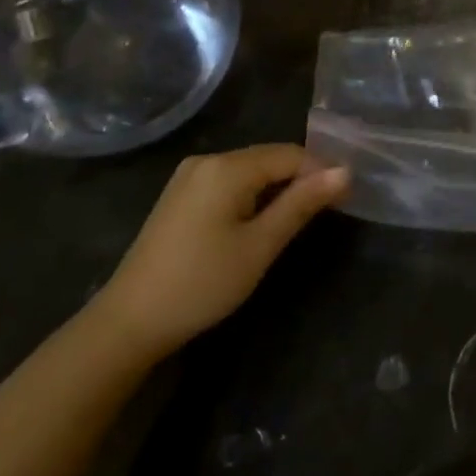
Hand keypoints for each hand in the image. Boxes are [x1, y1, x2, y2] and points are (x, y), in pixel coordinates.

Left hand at [95, 144, 348, 357]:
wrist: (129, 321)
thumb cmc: (203, 283)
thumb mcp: (261, 245)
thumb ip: (302, 203)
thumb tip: (345, 171)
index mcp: (227, 167)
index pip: (291, 154)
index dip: (321, 173)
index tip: (345, 201)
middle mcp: (207, 160)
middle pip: (269, 158)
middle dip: (300, 180)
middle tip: (327, 213)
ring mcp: (189, 177)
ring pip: (250, 171)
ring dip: (277, 189)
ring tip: (297, 221)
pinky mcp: (180, 196)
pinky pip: (230, 183)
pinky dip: (252, 196)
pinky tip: (259, 223)